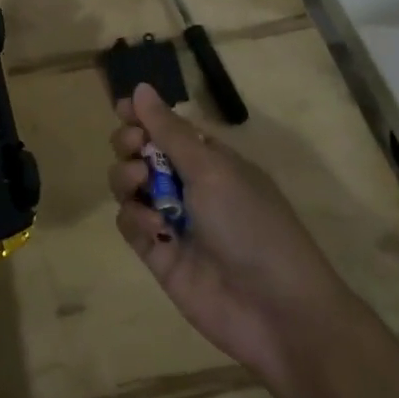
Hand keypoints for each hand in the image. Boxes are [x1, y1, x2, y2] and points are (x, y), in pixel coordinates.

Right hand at [107, 84, 355, 383]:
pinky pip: (129, 223)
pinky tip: (155, 229)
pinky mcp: (158, 253)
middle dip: (129, 144)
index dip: (141, 116)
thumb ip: (169, 130)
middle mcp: (188, 184)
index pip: (166, 127)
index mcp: (209, 159)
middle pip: (140, 152)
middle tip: (134, 148)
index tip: (121, 109)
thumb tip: (141, 87)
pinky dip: (134, 219)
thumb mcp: (212, 169)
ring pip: (128, 185)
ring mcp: (171, 219)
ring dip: (126, 177)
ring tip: (140, 185)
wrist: (277, 310)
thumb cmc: (251, 224)